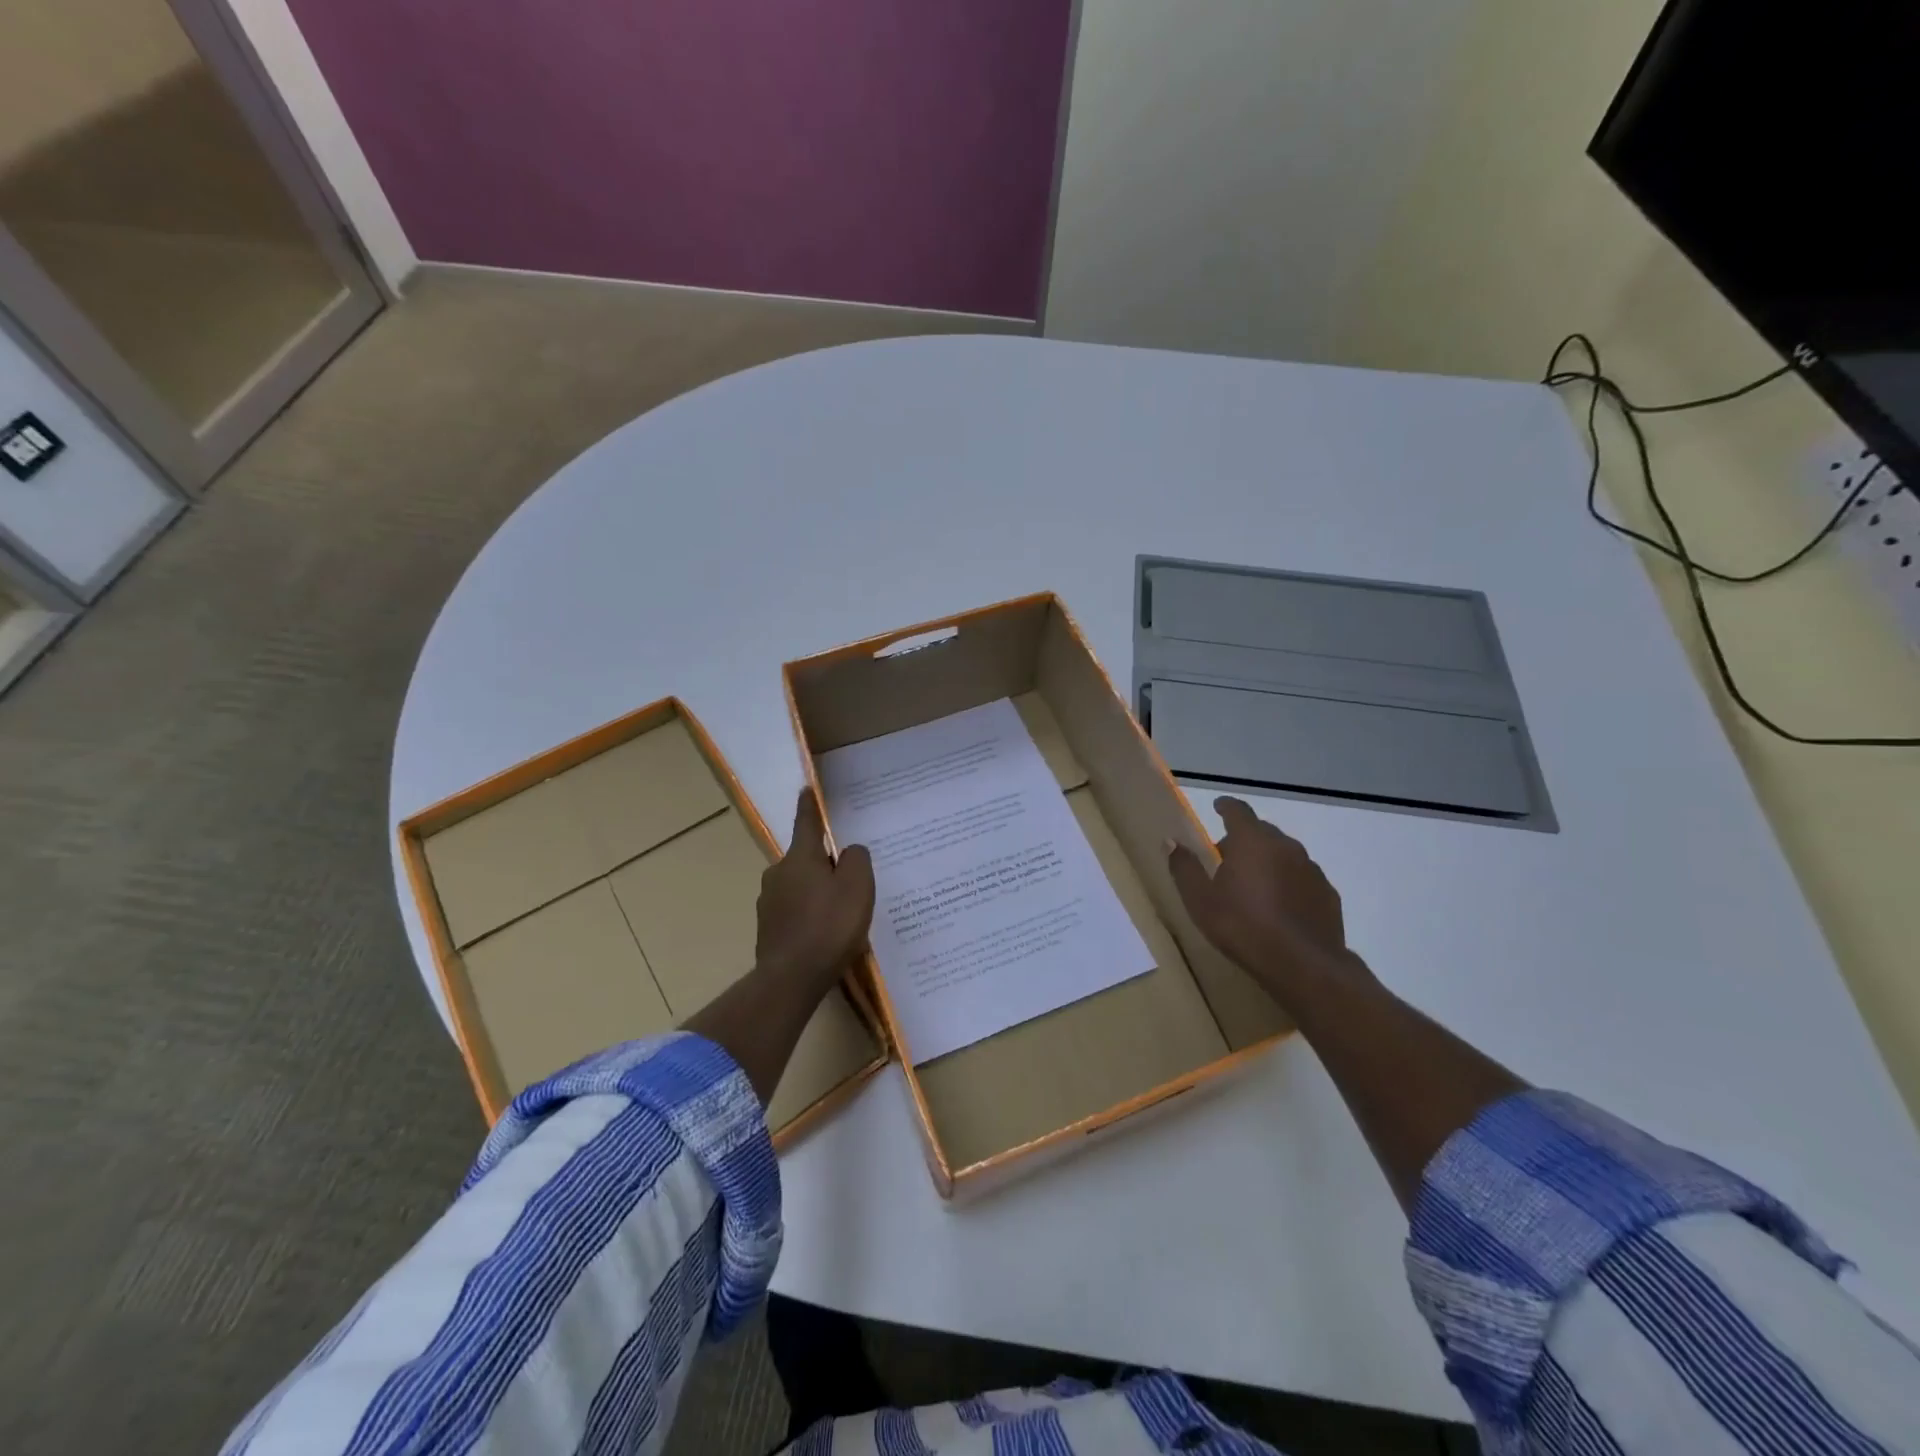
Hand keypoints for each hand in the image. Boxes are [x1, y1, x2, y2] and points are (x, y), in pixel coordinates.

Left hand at [755, 789, 875, 992]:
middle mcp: (778, 873)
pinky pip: (794, 912)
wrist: (791, 978)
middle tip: (849, 880)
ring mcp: (768, 902)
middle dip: (824, 864)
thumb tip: (848, 853)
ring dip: (817, 893)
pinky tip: (824, 935)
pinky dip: (809, 916)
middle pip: (806, 859)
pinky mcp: (767, 928)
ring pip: (799, 886)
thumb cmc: (829, 926)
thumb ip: (857, 860)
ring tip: (840, 915)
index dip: (810, 805)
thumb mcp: (858, 887)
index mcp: (800, 857)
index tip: (806, 789)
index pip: (806, 822)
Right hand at [1167, 797, 1364, 1000]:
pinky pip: (1301, 877)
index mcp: (1252, 841)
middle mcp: (1285, 846)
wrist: (1303, 965)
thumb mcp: (1200, 900)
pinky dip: (1288, 882)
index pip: (1238, 811)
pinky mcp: (1327, 893)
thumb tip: (1171, 842)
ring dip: (1267, 861)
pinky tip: (1279, 906)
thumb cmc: (1242, 926)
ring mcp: (1311, 869)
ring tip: (1253, 885)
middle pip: (1262, 831)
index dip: (1226, 807)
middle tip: (1226, 858)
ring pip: (1284, 854)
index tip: (1218, 807)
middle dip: (1243, 838)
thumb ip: (1184, 867)